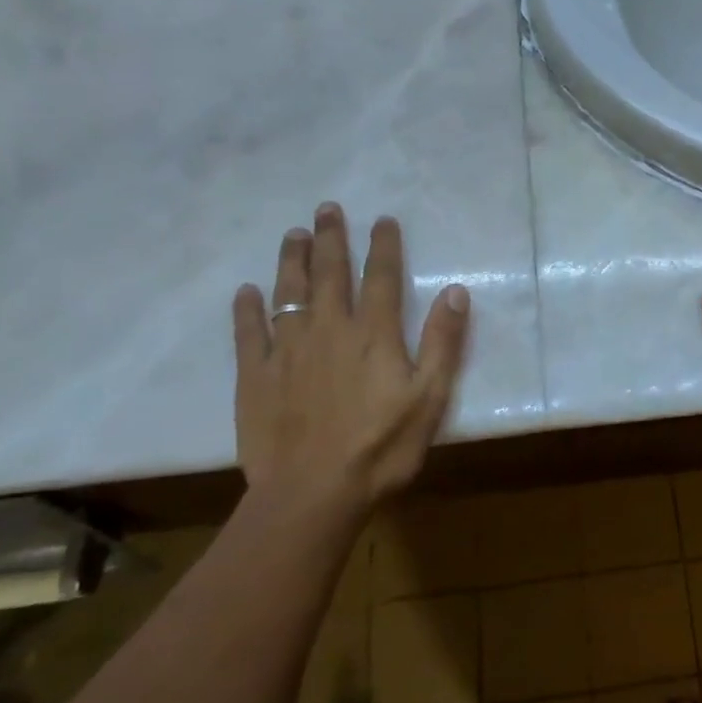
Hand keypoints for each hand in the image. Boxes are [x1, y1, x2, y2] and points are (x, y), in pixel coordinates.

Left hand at [233, 203, 469, 517]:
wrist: (313, 494)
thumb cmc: (381, 448)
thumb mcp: (430, 398)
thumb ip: (443, 342)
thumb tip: (455, 290)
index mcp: (373, 334)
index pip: (381, 277)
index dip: (384, 245)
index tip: (383, 219)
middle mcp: (328, 330)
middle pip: (330, 274)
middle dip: (331, 238)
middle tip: (326, 208)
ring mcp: (287, 351)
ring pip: (288, 293)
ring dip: (292, 260)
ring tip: (293, 234)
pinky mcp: (254, 376)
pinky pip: (248, 333)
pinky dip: (246, 309)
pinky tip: (246, 291)